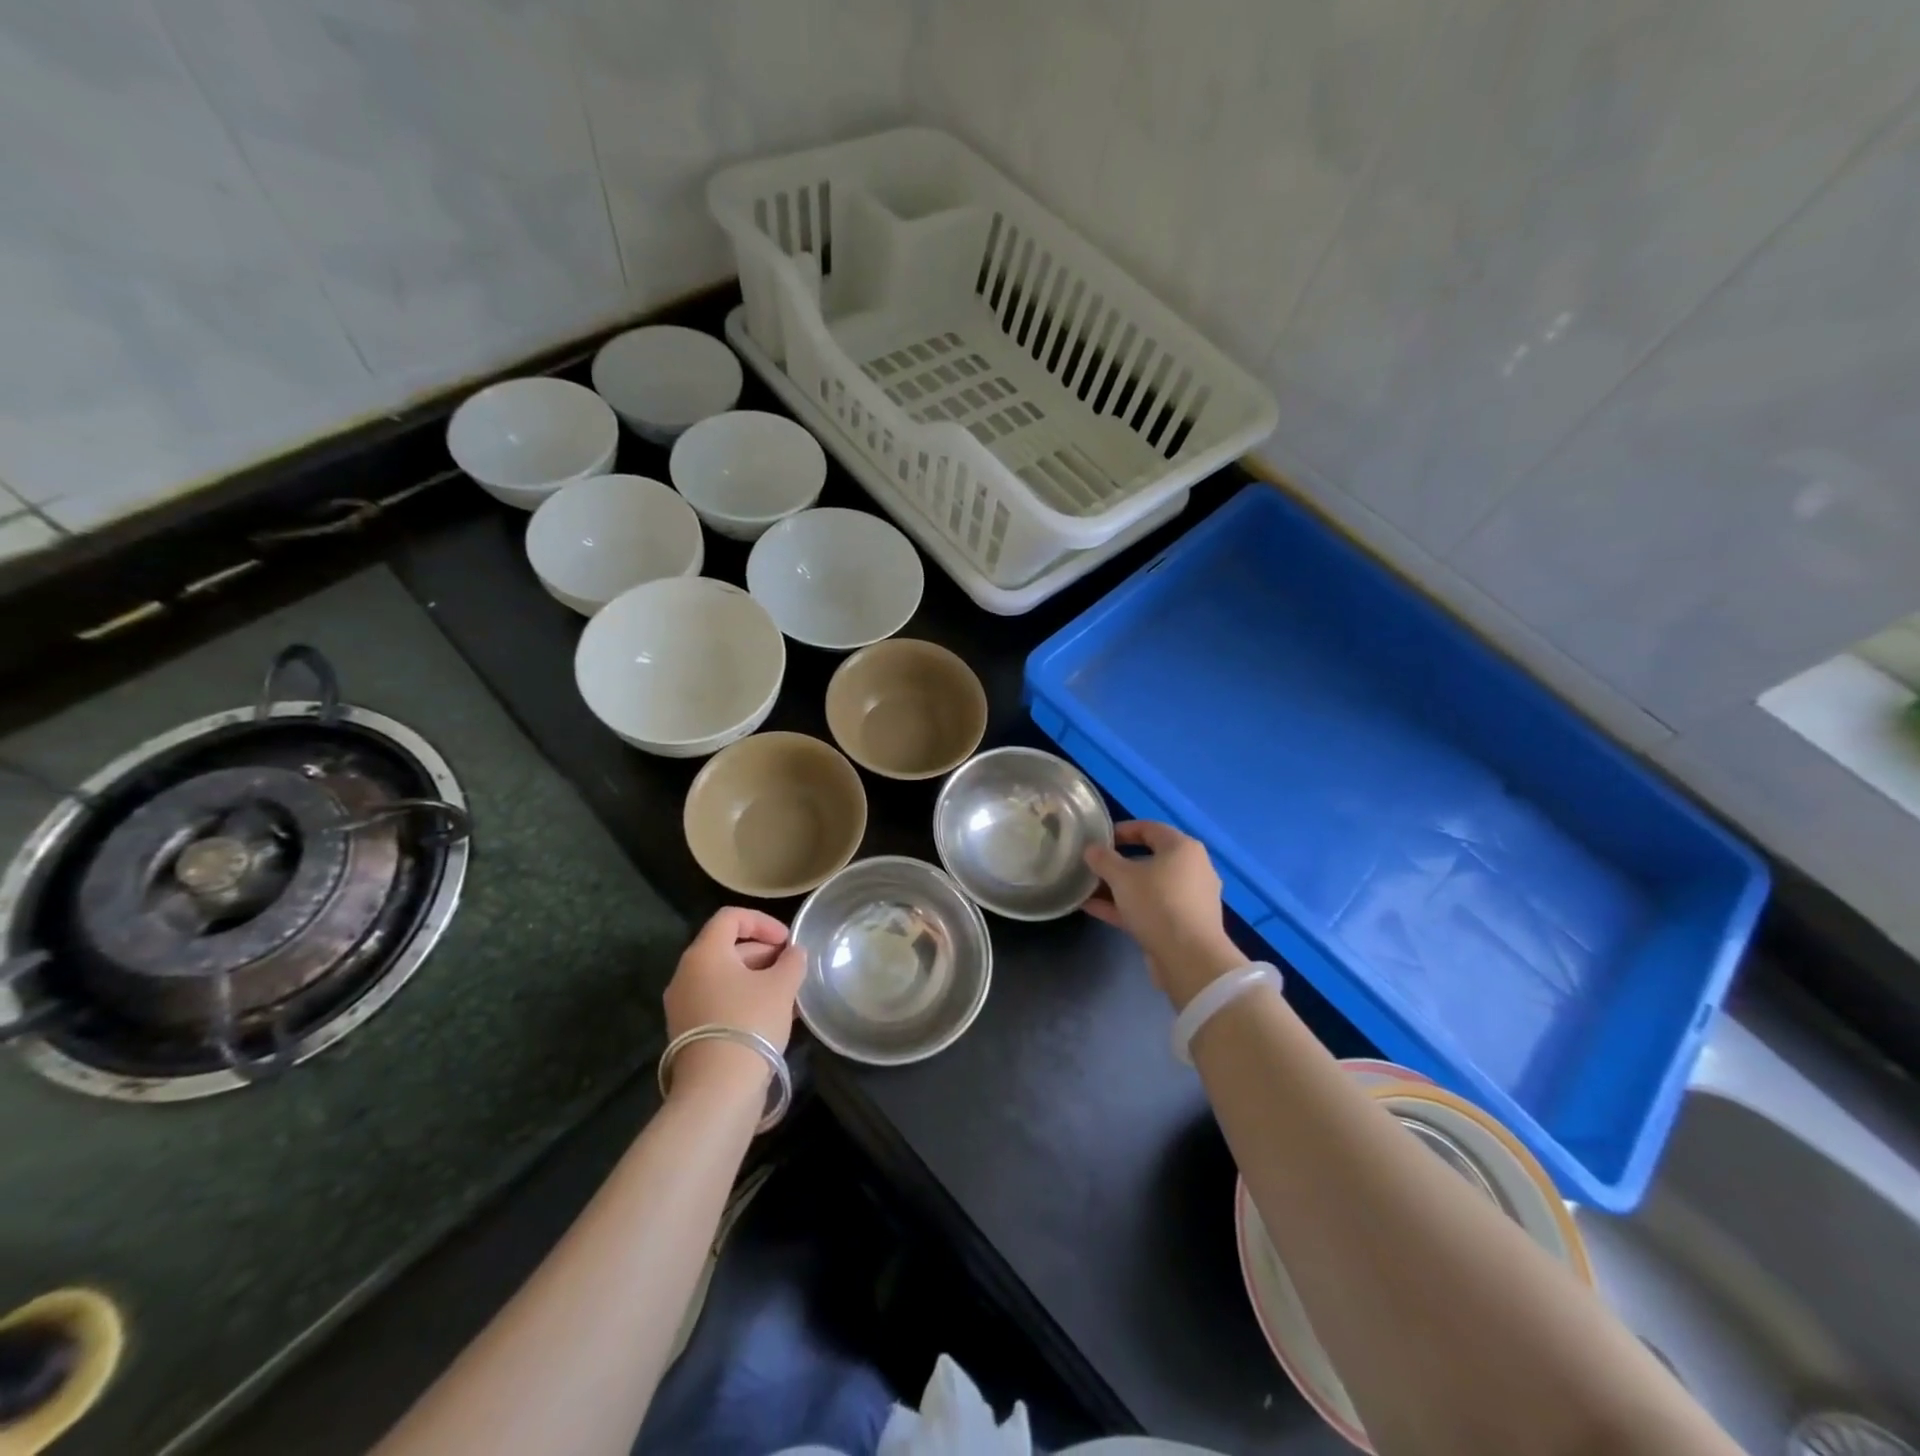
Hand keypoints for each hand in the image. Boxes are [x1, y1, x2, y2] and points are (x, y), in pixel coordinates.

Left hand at [663, 907, 806, 1097]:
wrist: (717, 1090)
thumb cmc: (750, 1023)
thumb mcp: (782, 986)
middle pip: (726, 947)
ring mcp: (682, 1005)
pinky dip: (742, 1000)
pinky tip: (770, 1017)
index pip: (730, 917)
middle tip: (791, 969)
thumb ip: (792, 962)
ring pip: (723, 977)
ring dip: (756, 979)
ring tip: (787, 995)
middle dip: (763, 953)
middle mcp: (686, 974)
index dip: (762, 922)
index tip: (787, 942)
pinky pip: (717, 1001)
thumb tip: (794, 954)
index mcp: (704, 954)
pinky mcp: (686, 1032)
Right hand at [1083, 821, 1244, 1008]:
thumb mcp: (1122, 877)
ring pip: (1148, 886)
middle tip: (1093, 866)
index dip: (1121, 830)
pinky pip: (1150, 908)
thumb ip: (1103, 859)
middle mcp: (1192, 869)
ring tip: (1088, 889)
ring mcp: (1189, 899)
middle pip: (1149, 858)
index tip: (1098, 839)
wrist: (1189, 959)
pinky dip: (1126, 907)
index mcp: (1183, 848)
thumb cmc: (1157, 903)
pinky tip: (1095, 909)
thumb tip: (1091, 849)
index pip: (1149, 828)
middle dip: (1117, 863)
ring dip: (1118, 887)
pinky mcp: (1183, 925)